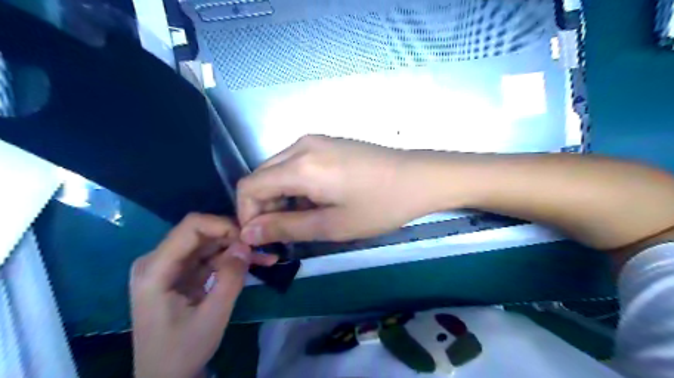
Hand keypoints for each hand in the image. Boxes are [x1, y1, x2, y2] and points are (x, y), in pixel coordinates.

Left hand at [130, 212, 277, 377]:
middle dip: (233, 237)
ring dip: (236, 248)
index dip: (223, 225)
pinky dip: (231, 260)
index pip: (191, 227)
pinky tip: (254, 263)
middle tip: (261, 247)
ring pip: (208, 243)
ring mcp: (169, 267)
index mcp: (155, 270)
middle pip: (201, 233)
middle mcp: (157, 261)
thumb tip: (246, 244)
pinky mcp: (180, 273)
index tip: (249, 238)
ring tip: (265, 256)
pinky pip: (209, 257)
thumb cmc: (182, 351)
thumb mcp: (212, 316)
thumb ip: (230, 278)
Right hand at [236, 135, 445, 244]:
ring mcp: (315, 140)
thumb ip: (285, 227)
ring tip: (303, 220)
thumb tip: (248, 232)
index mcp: (300, 166)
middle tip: (283, 234)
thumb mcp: (331, 225)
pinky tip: (315, 201)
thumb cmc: (379, 205)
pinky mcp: (327, 143)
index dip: (247, 215)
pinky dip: (295, 185)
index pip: (249, 186)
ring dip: (280, 197)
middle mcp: (300, 145)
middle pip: (261, 176)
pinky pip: (296, 163)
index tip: (263, 238)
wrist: (419, 177)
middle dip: (263, 207)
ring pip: (278, 170)